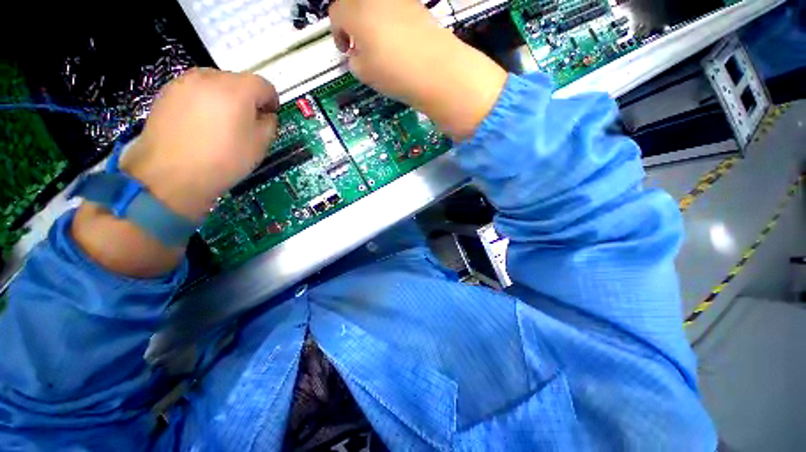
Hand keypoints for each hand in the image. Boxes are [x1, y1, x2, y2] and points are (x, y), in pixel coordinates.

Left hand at [121, 69, 279, 220]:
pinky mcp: (166, 93)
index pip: (263, 84)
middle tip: (247, 122)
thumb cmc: (224, 161)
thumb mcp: (259, 146)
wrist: (170, 175)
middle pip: (238, 80)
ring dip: (225, 98)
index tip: (270, 115)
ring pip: (215, 83)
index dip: (272, 100)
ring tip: (222, 123)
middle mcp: (209, 77)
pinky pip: (195, 90)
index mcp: (237, 90)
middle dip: (247, 98)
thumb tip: (265, 115)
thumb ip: (269, 124)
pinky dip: (204, 101)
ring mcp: (184, 82)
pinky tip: (201, 124)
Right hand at [329, 0, 506, 139]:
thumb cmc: (396, 73)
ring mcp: (400, 0)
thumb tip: (356, 54)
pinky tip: (400, 45)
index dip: (338, 34)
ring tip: (382, 49)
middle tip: (361, 48)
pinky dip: (392, 24)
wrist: (437, 71)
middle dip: (353, 25)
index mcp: (356, 11)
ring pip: (377, 6)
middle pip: (355, 4)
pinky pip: (396, 10)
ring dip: (373, 23)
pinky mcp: (418, 7)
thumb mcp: (364, 73)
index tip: (345, 49)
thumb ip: (353, 59)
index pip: (336, 14)